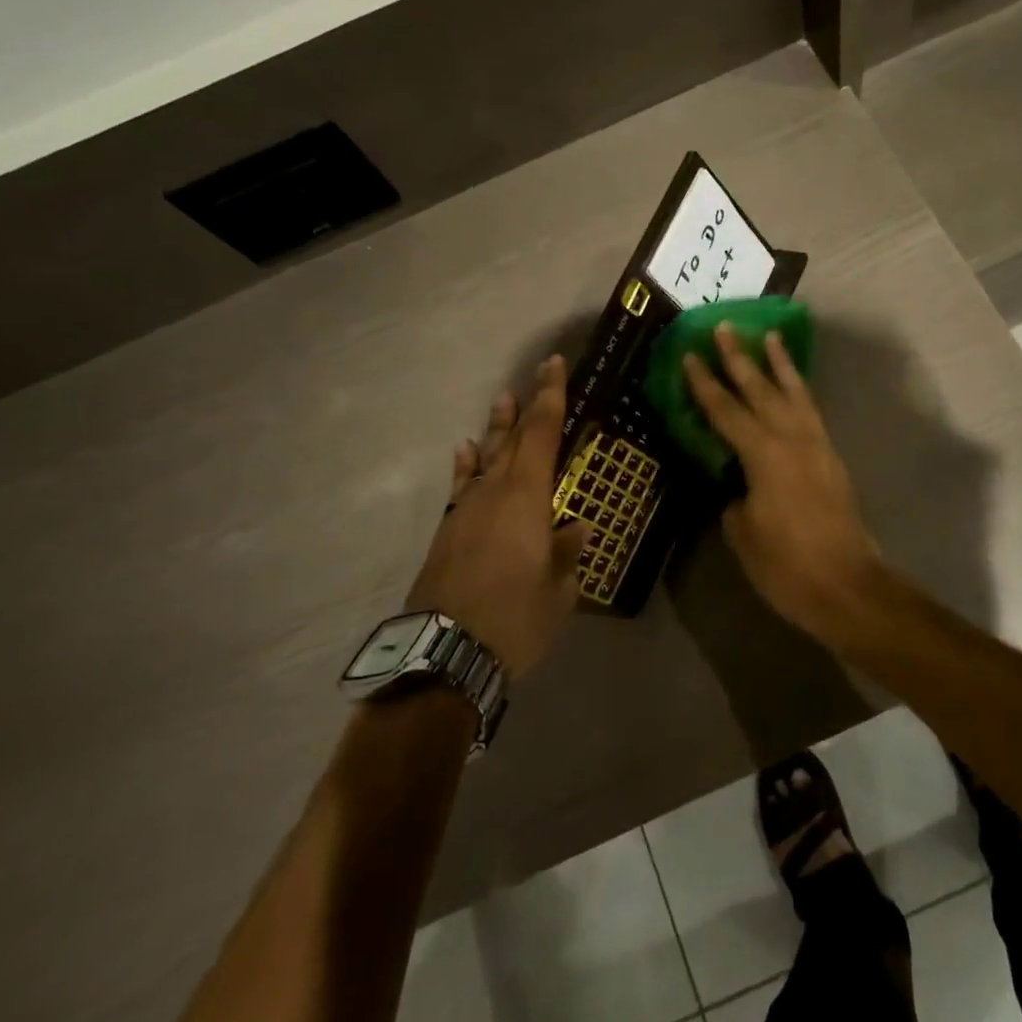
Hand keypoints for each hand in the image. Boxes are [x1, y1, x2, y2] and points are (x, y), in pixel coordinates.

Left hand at [408, 355, 587, 678]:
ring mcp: (465, 509)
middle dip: (528, 404)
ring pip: (486, 456)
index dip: (550, 397)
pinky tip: (467, 450)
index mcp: (527, 498)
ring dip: (497, 427)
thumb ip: (567, 553)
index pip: (542, 434)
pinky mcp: (447, 531)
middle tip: (537, 374)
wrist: (444, 655)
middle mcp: (494, 492)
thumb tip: (577, 527)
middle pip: (514, 438)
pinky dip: (467, 464)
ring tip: (502, 399)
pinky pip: (462, 484)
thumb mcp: (558, 591)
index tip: (554, 365)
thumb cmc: (514, 619)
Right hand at [682, 324, 886, 638]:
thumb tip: (736, 484)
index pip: (726, 411)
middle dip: (740, 358)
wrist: (848, 587)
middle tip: (725, 327)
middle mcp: (792, 440)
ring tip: (770, 336)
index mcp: (764, 455)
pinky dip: (799, 391)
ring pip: (795, 393)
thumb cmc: (787, 566)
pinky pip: (810, 412)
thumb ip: (735, 499)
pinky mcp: (831, 459)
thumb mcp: (744, 534)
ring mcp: (817, 446)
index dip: (704, 384)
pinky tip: (793, 386)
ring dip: (779, 364)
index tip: (689, 355)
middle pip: (761, 390)